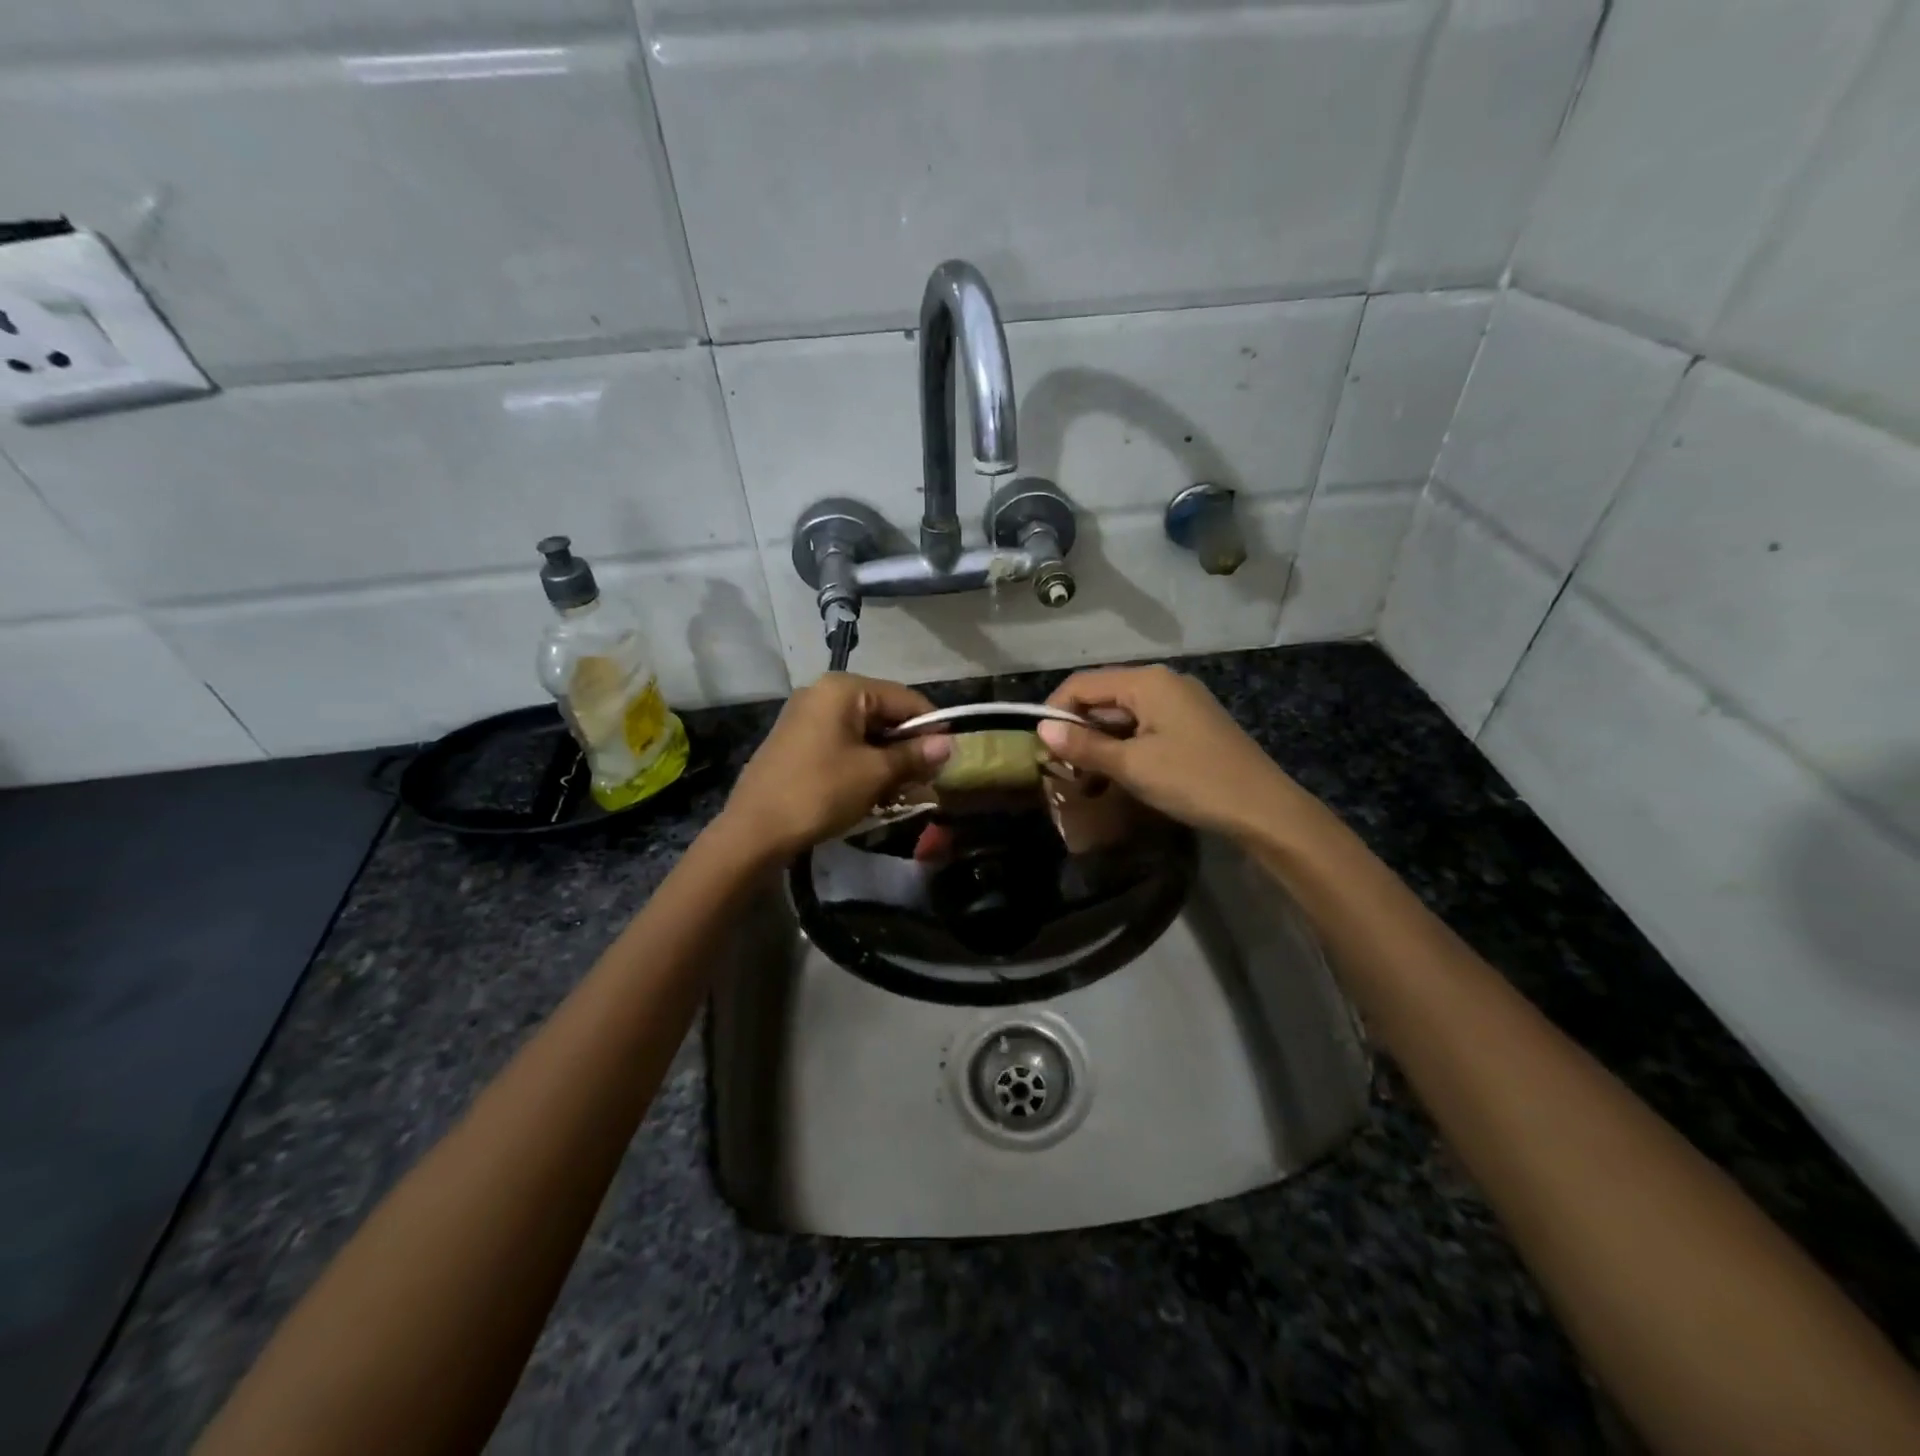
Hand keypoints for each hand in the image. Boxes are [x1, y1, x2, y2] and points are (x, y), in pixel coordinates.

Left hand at [719, 673, 951, 860]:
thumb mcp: (875, 774)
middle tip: (925, 781)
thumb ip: (914, 755)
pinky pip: (842, 743)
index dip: (931, 726)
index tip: (948, 758)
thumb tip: (948, 744)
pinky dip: (862, 763)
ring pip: (864, 732)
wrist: (754, 831)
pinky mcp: (797, 741)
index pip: (904, 698)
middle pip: (883, 713)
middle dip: (907, 747)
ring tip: (901, 791)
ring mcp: (806, 716)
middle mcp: (823, 693)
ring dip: (886, 759)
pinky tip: (872, 791)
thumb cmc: (820, 792)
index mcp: (843, 689)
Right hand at [1036, 665, 1298, 839]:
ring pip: (1124, 713)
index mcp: (1147, 681)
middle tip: (1060, 768)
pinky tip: (1118, 772)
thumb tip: (1042, 730)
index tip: (1039, 747)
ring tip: (1085, 776)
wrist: (1264, 809)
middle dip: (1078, 729)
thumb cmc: (1192, 780)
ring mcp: (1181, 702)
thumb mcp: (1132, 765)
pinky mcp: (1192, 724)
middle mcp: (1163, 682)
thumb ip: (1084, 746)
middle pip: (1103, 696)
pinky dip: (1124, 744)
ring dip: (1100, 741)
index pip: (1082, 684)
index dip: (1054, 711)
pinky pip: (1145, 725)